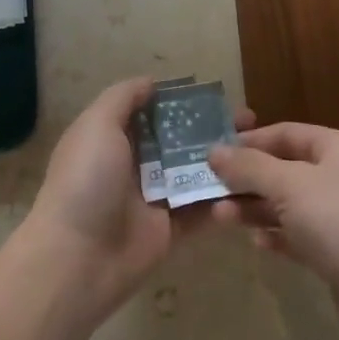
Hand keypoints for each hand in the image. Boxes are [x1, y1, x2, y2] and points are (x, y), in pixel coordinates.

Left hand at [19, 77, 252, 317]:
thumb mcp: (97, 125)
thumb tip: (151, 82)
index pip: (153, 111)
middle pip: (179, 140)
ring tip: (260, 151)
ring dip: (224, 161)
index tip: (218, 95)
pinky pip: (202, 210)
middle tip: (251, 123)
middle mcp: (134, 164)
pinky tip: (253, 185)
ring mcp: (153, 197)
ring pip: (194, 173)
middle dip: (212, 129)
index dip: (183, 102)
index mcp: (113, 137)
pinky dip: (223, 199)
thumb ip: (123, 98)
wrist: (78, 257)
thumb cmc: (86, 181)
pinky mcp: (170, 230)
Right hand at [207, 123, 338, 316]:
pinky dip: (278, 235)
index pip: (286, 133)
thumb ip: (248, 166)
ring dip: (256, 209)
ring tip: (222, 219)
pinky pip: (302, 234)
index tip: (213, 154)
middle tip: (211, 191)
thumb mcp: (288, 186)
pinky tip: (259, 244)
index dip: (248, 141)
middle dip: (247, 180)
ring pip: (290, 203)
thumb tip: (214, 151)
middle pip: (285, 169)